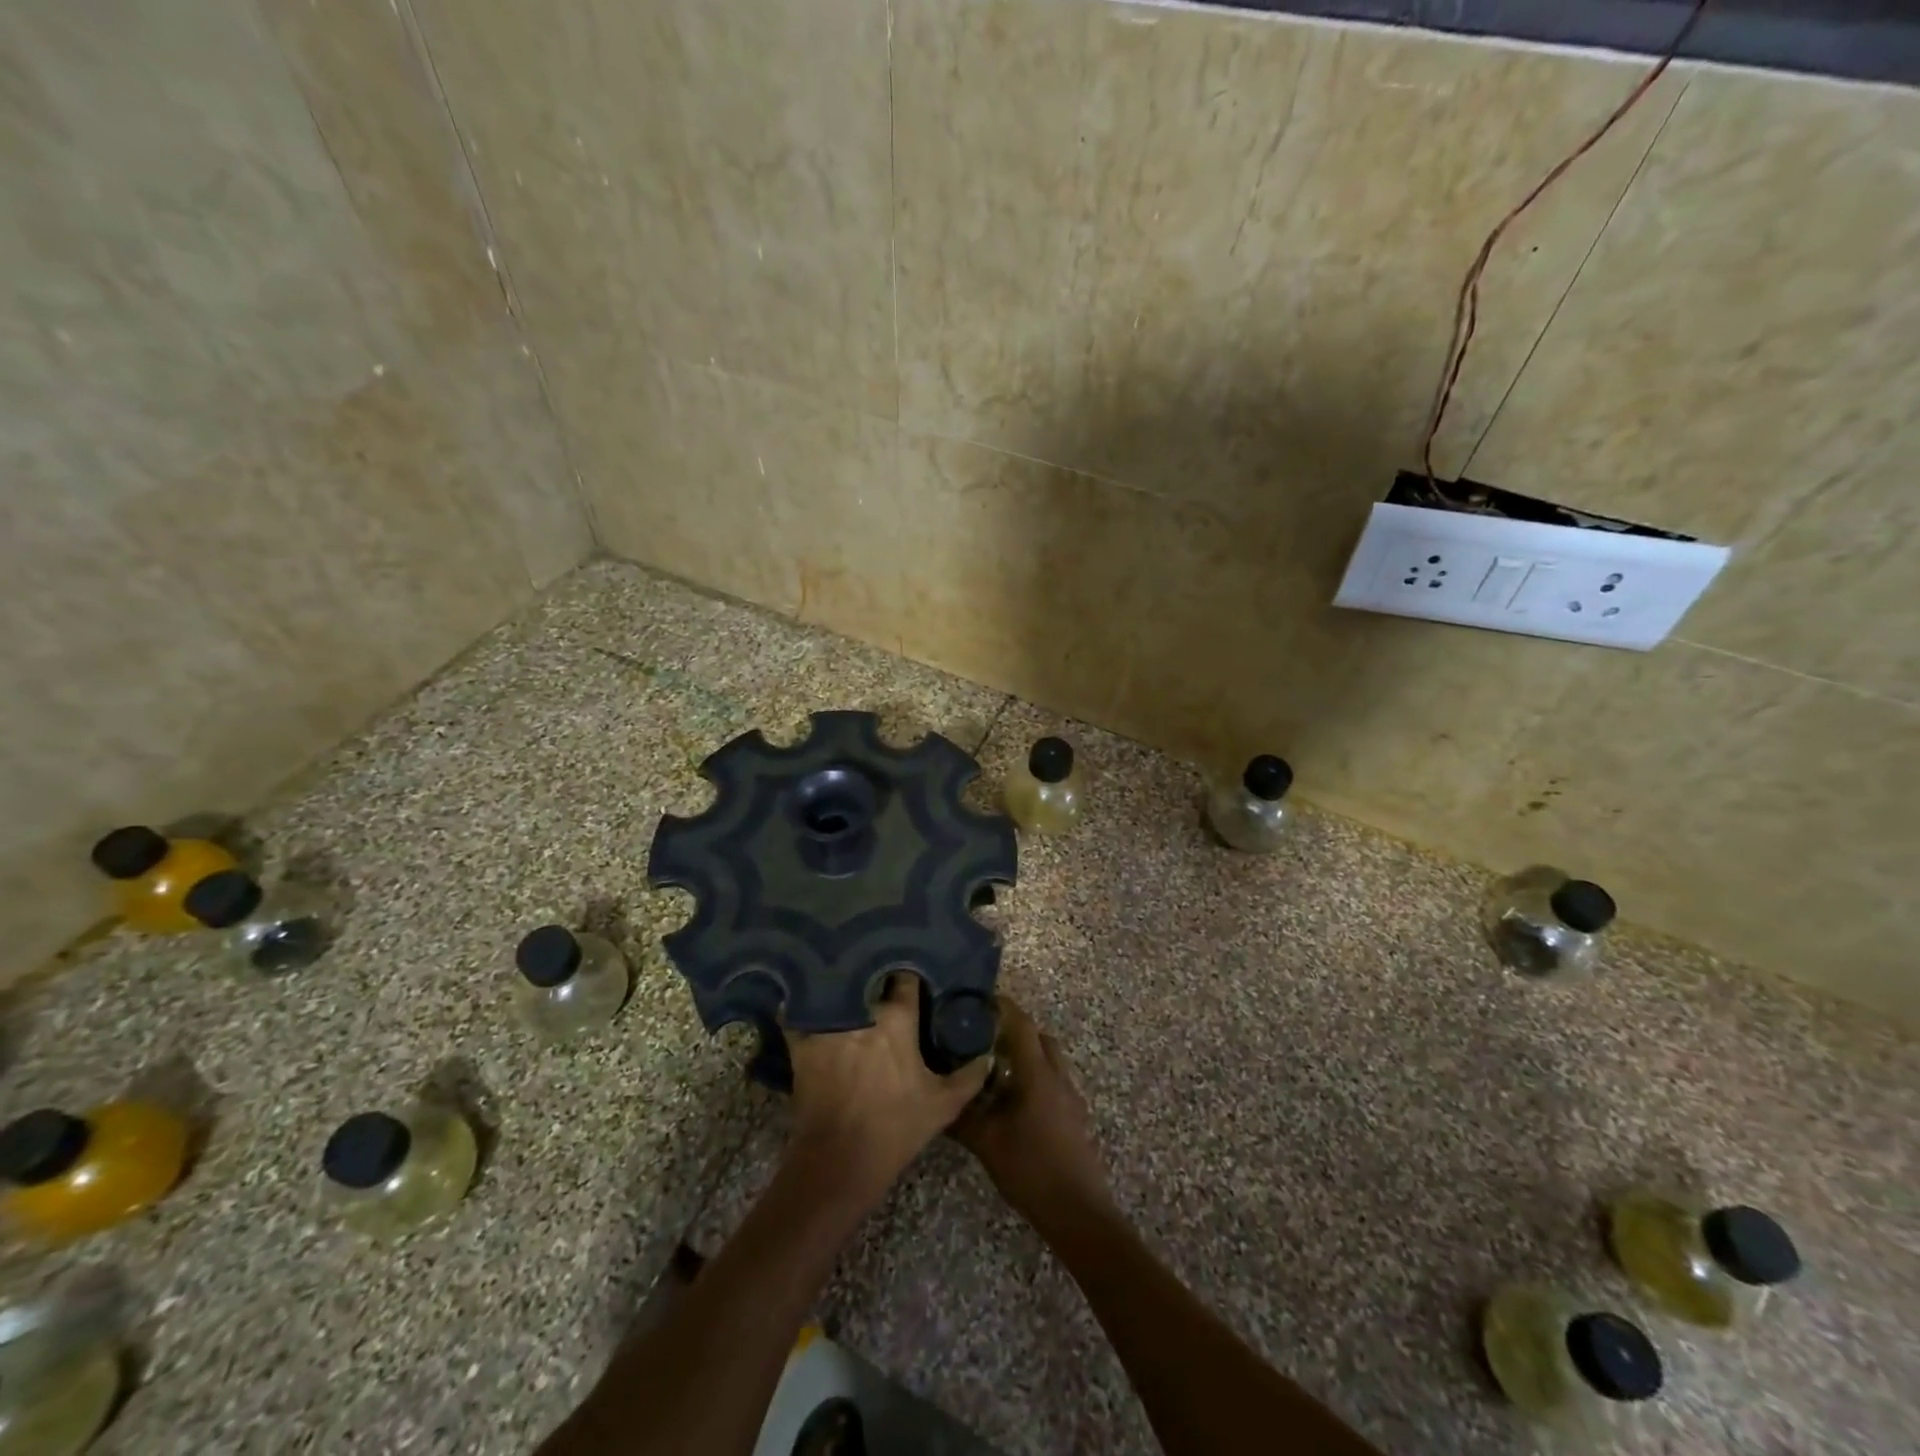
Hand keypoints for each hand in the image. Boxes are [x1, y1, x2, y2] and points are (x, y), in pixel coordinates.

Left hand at [786, 976, 989, 1203]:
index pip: (906, 978)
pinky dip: (802, 1006)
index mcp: (897, 1018)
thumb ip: (970, 1076)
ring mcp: (828, 1023)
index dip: (910, 975)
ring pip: (835, 989)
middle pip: (869, 977)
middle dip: (876, 974)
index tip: (914, 978)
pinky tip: (806, 1001)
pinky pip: (799, 1012)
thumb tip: (988, 1054)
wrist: (839, 1162)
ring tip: (847, 982)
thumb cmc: (895, 1129)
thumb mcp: (943, 1106)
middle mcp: (862, 1010)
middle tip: (882, 977)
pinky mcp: (802, 1041)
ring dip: (841, 985)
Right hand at [954, 997, 1110, 1224]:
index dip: (1002, 1007)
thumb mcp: (987, 1143)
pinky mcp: (1075, 1114)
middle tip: (983, 1036)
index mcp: (1037, 1073)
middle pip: (1038, 1036)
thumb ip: (961, 1117)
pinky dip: (1034, 1076)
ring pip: (1048, 1059)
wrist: (1078, 1211)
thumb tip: (935, 1099)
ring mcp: (1070, 1096)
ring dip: (1025, 1054)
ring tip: (994, 1068)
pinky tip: (1013, 1101)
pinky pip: (1053, 1080)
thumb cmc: (1031, 1170)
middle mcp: (1057, 1076)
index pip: (1021, 1023)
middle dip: (1013, 1030)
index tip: (980, 1001)